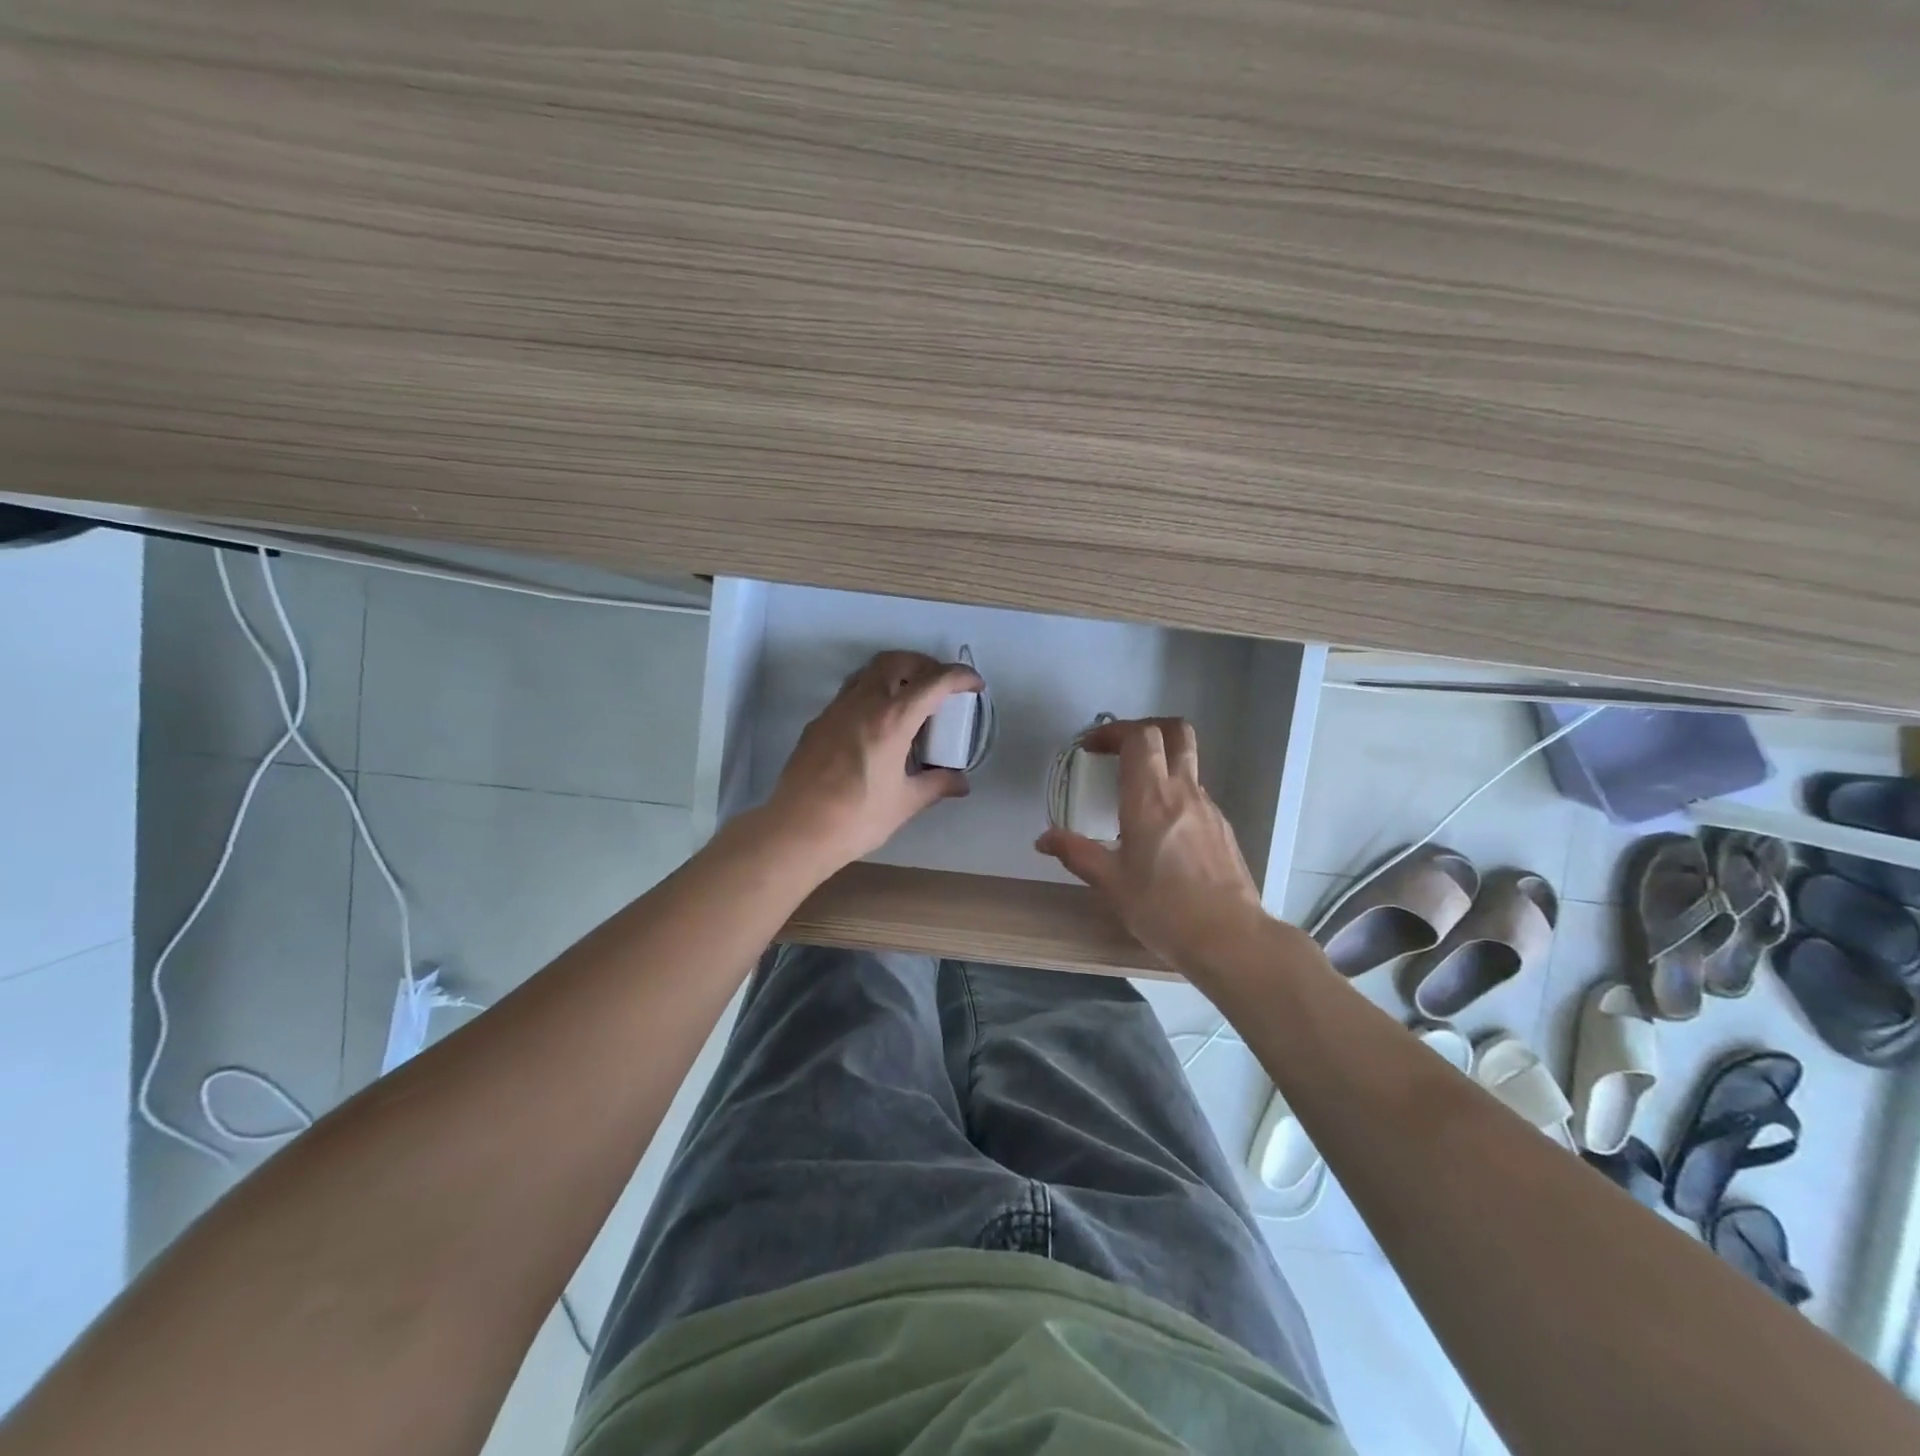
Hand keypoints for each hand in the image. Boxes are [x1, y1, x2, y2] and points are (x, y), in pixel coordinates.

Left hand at [765, 650, 982, 871]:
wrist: (797, 830)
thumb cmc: (857, 818)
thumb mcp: (904, 803)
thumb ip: (936, 784)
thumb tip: (961, 782)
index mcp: (891, 720)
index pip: (933, 682)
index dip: (959, 677)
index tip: (974, 685)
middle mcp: (863, 704)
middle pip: (896, 661)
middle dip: (923, 664)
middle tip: (939, 686)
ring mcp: (835, 710)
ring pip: (868, 672)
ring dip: (895, 674)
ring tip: (910, 700)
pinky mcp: (818, 723)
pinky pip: (850, 693)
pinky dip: (872, 694)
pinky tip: (878, 725)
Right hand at [1035, 717, 1271, 979]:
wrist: (1229, 938)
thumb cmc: (1162, 908)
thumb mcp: (1110, 883)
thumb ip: (1075, 853)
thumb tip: (1044, 838)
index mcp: (1150, 797)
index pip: (1139, 736)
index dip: (1114, 731)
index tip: (1092, 747)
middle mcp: (1183, 791)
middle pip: (1175, 731)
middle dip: (1145, 729)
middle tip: (1119, 750)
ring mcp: (1208, 807)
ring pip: (1187, 762)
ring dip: (1160, 762)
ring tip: (1135, 794)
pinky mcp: (1222, 827)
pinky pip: (1196, 793)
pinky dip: (1174, 793)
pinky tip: (1161, 831)